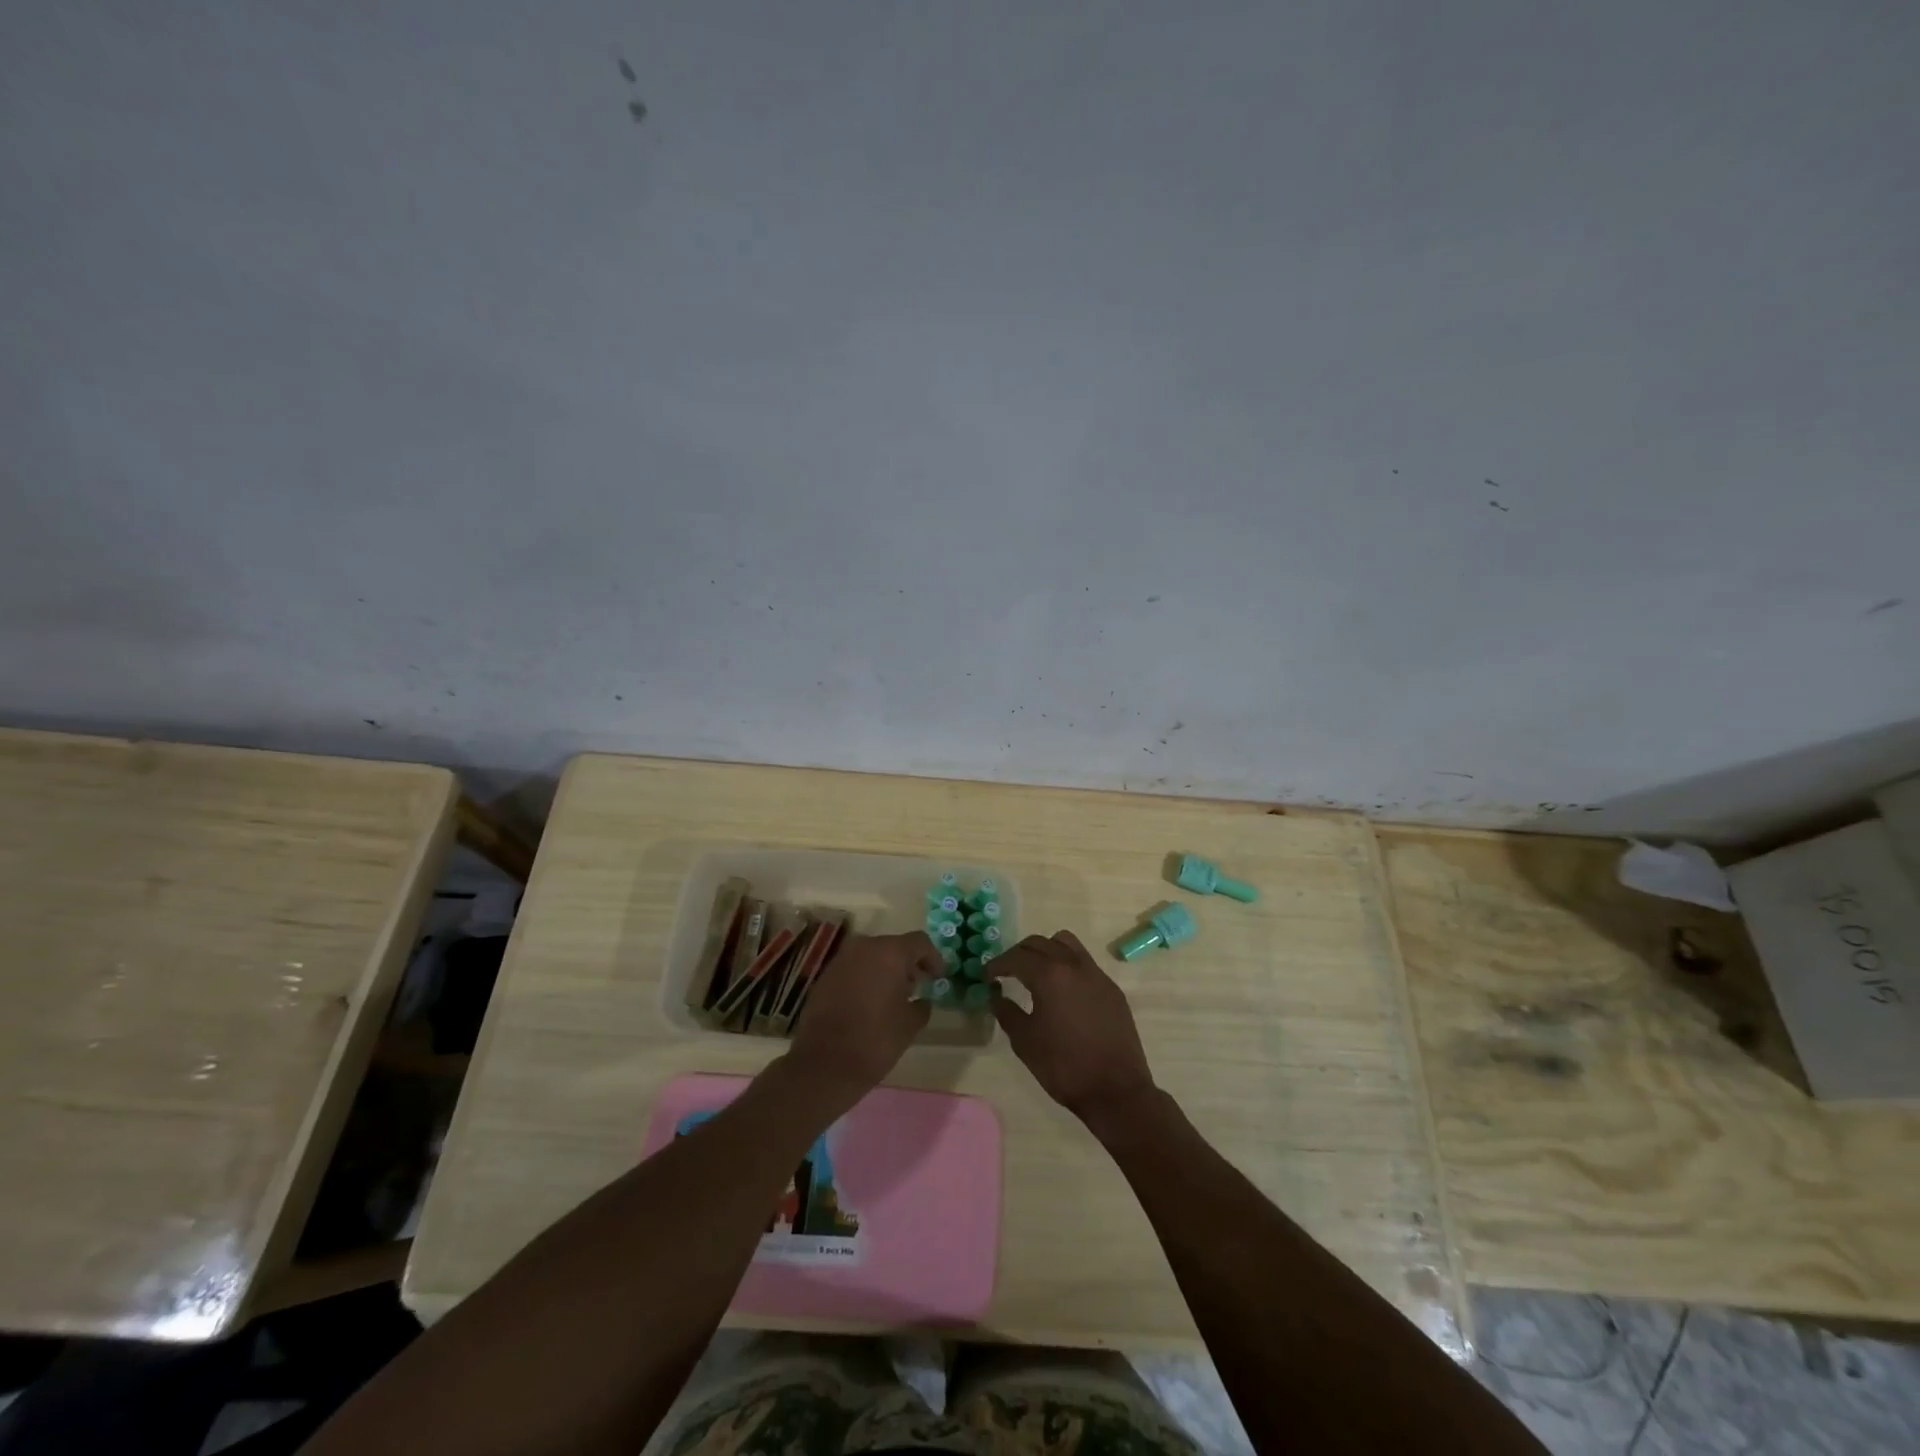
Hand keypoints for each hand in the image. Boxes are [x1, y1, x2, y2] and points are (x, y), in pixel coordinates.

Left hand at [784, 930, 934, 1096]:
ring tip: (895, 995)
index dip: (933, 958)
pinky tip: (871, 1002)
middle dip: (908, 964)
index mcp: (889, 953)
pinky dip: (866, 978)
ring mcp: (840, 961)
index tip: (939, 977)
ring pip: (871, 956)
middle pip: (893, 946)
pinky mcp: (825, 977)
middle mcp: (863, 948)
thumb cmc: (875, 1041)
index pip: (919, 942)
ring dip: (885, 970)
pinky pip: (853, 969)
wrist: (823, 1065)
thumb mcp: (910, 1025)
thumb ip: (921, 1005)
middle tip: (918, 985)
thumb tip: (922, 1000)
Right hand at [991, 930, 1157, 1126]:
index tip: (986, 976)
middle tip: (1006, 972)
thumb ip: (1006, 1012)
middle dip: (1019, 953)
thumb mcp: (1025, 1041)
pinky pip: (1084, 962)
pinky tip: (1062, 991)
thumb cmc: (1064, 1066)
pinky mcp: (1111, 988)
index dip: (997, 964)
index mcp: (1049, 975)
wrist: (1116, 1090)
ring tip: (1036, 972)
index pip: (1016, 957)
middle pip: (1040, 943)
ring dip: (1046, 950)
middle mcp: (1074, 965)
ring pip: (1066, 943)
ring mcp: (1096, 974)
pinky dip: (1067, 965)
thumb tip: (996, 995)